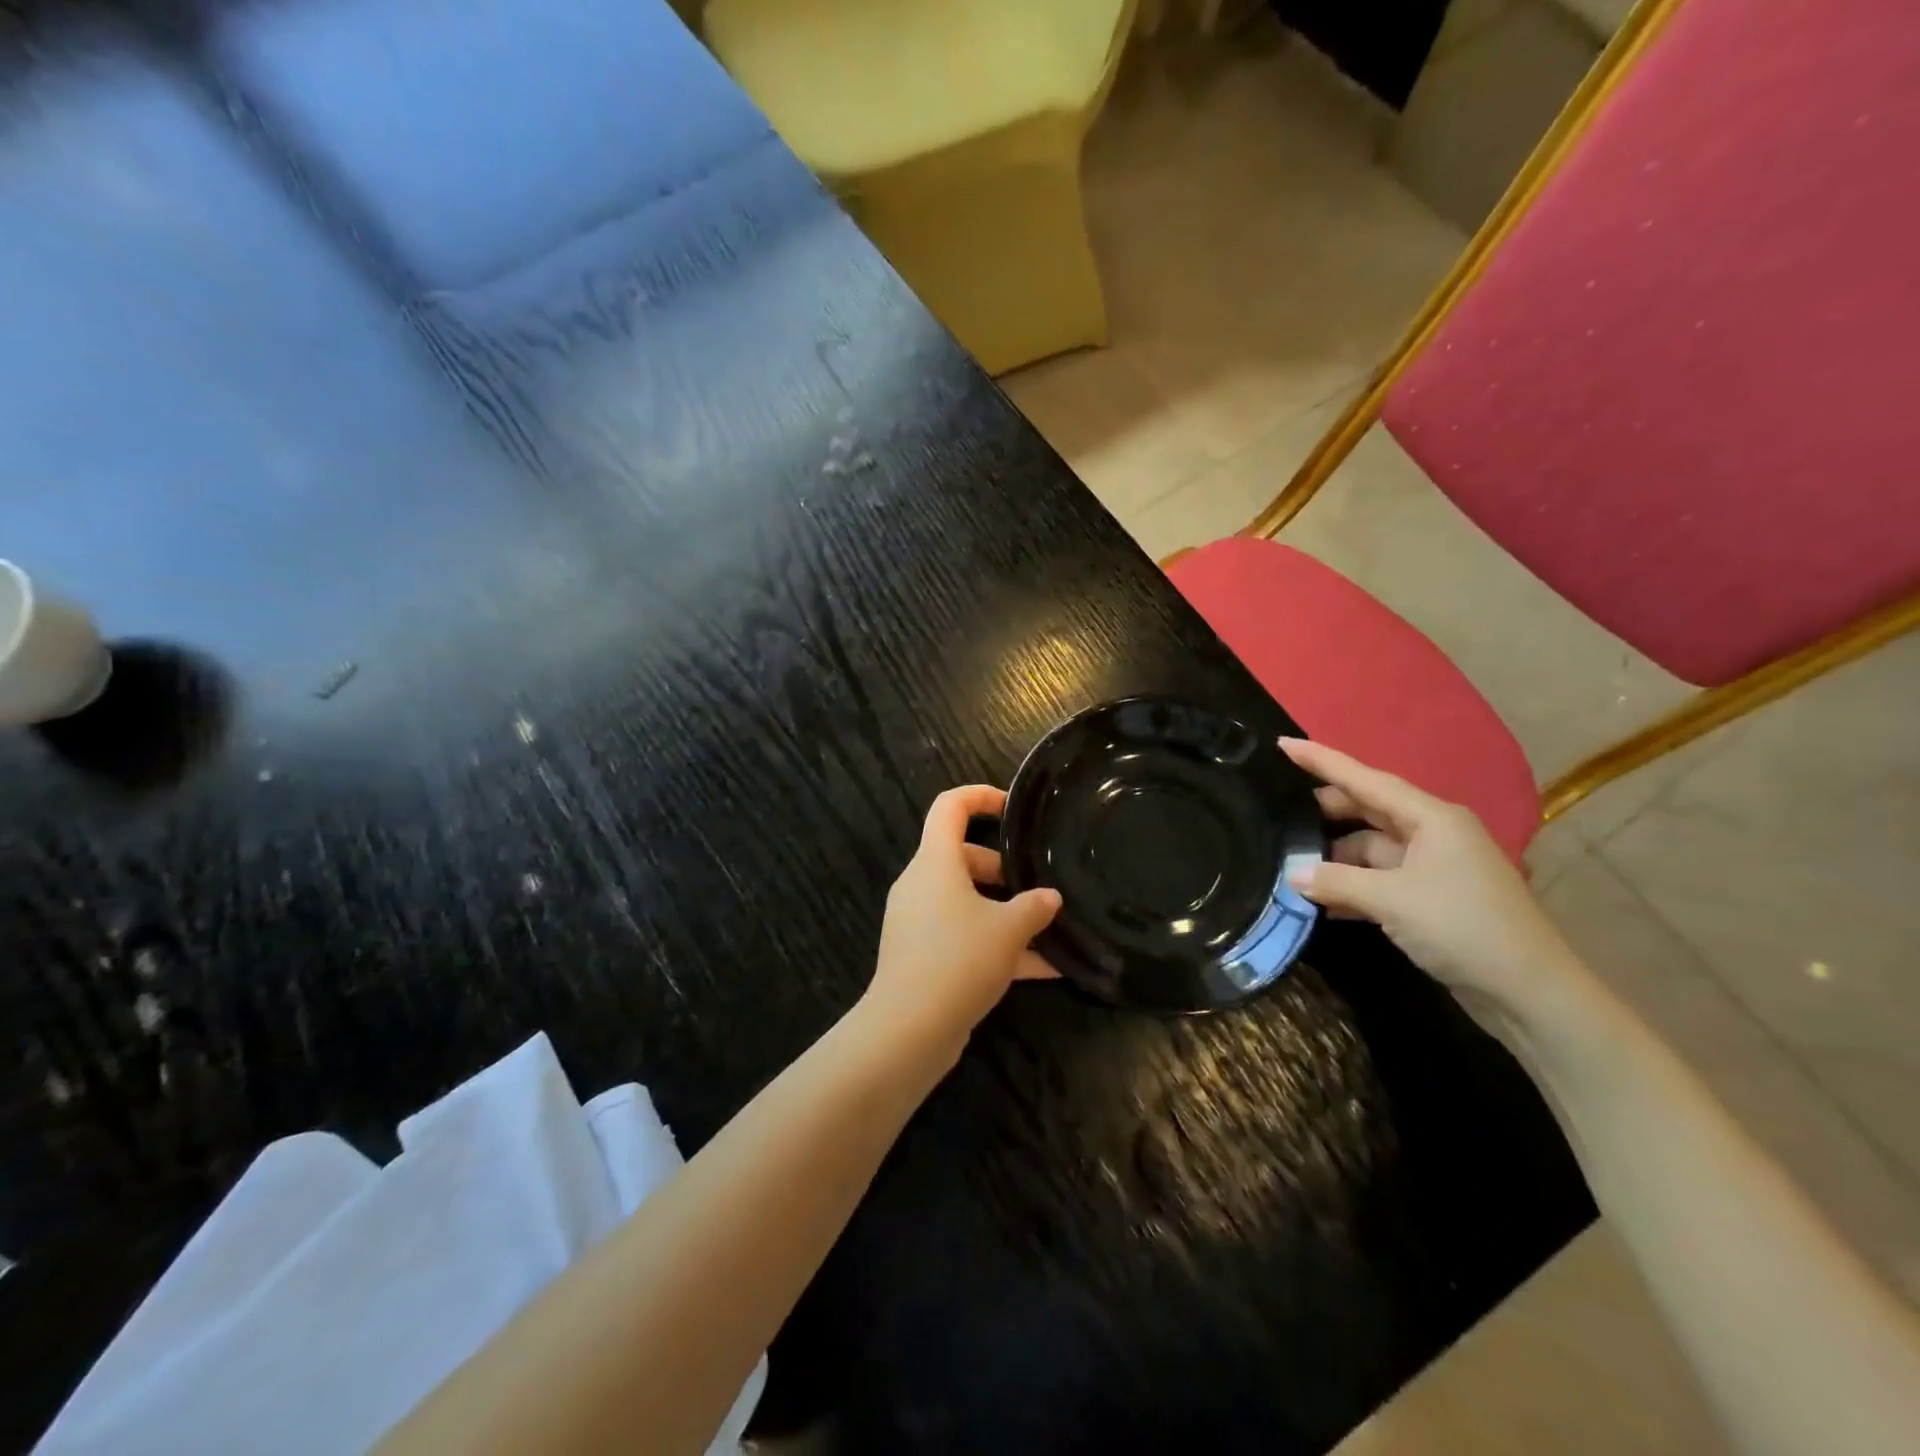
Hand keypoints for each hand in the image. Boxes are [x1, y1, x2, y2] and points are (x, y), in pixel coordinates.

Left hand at [863, 785, 1061, 1054]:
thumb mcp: (1008, 929)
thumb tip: (1049, 898)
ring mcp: (918, 922)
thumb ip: (1034, 907)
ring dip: (1006, 914)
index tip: (1012, 809)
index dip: (979, 797)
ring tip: (1050, 931)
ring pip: (966, 902)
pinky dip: (996, 947)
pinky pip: (963, 938)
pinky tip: (1044, 972)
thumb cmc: (959, 959)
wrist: (909, 1029)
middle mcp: (921, 884)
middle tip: (1036, 886)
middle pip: (962, 857)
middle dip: (1003, 870)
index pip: (949, 806)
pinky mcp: (921, 955)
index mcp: (935, 862)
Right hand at [1279, 738, 1598, 1039]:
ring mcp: (1434, 867)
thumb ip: (1336, 881)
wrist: (1530, 993)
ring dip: (1335, 858)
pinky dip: (1352, 886)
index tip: (1283, 744)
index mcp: (1432, 818)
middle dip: (1326, 812)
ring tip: (1291, 866)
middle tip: (1278, 812)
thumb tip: (1292, 876)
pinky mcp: (1431, 898)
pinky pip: (1380, 878)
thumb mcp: (1391, 901)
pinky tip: (1321, 901)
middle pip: (1368, 810)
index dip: (1323, 761)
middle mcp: (1433, 833)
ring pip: (1371, 848)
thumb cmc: (1463, 927)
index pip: (1366, 779)